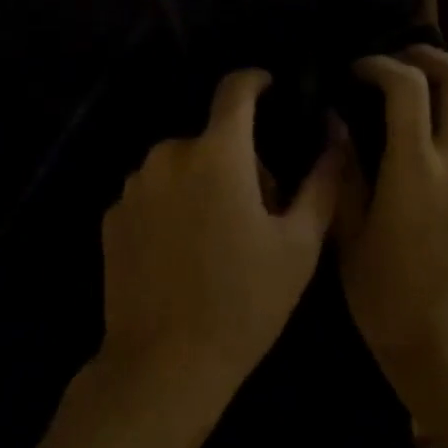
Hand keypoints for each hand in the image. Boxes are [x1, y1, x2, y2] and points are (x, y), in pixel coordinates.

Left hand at [96, 70, 340, 415]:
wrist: (163, 366)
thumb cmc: (244, 302)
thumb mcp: (299, 245)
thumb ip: (322, 181)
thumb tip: (336, 137)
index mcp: (218, 152)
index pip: (235, 89)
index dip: (255, 81)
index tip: (269, 87)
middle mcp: (169, 155)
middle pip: (212, 137)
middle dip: (237, 159)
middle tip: (257, 210)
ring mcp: (134, 185)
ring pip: (180, 165)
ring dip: (202, 182)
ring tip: (217, 236)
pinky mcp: (112, 216)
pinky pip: (152, 193)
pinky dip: (171, 206)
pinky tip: (181, 254)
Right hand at [334, 47, 447, 392]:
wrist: (439, 340)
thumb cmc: (381, 290)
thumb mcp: (348, 228)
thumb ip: (344, 166)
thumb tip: (335, 119)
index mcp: (418, 170)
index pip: (410, 88)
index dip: (380, 65)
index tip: (354, 70)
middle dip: (427, 55)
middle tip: (391, 59)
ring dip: (436, 82)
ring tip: (395, 91)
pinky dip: (441, 112)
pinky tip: (409, 131)